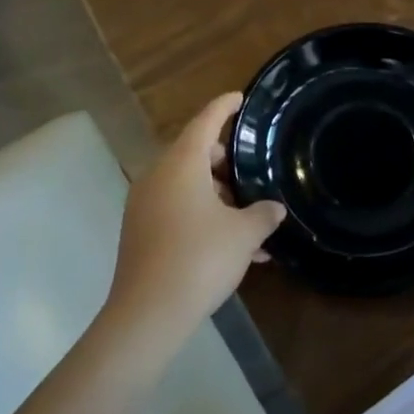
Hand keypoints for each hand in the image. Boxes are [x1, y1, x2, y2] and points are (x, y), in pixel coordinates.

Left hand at [105, 94, 286, 341]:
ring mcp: (144, 205)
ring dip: (217, 196)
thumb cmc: (199, 259)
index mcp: (181, 164)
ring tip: (250, 223)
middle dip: (224, 162)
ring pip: (186, 186)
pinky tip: (232, 248)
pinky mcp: (140, 232)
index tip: (239, 98)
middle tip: (252, 171)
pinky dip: (202, 217)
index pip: (205, 122)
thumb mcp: (243, 235)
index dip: (224, 108)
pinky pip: (176, 210)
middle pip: (194, 154)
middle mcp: (157, 177)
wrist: (147, 315)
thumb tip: (274, 208)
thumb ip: (263, 215)